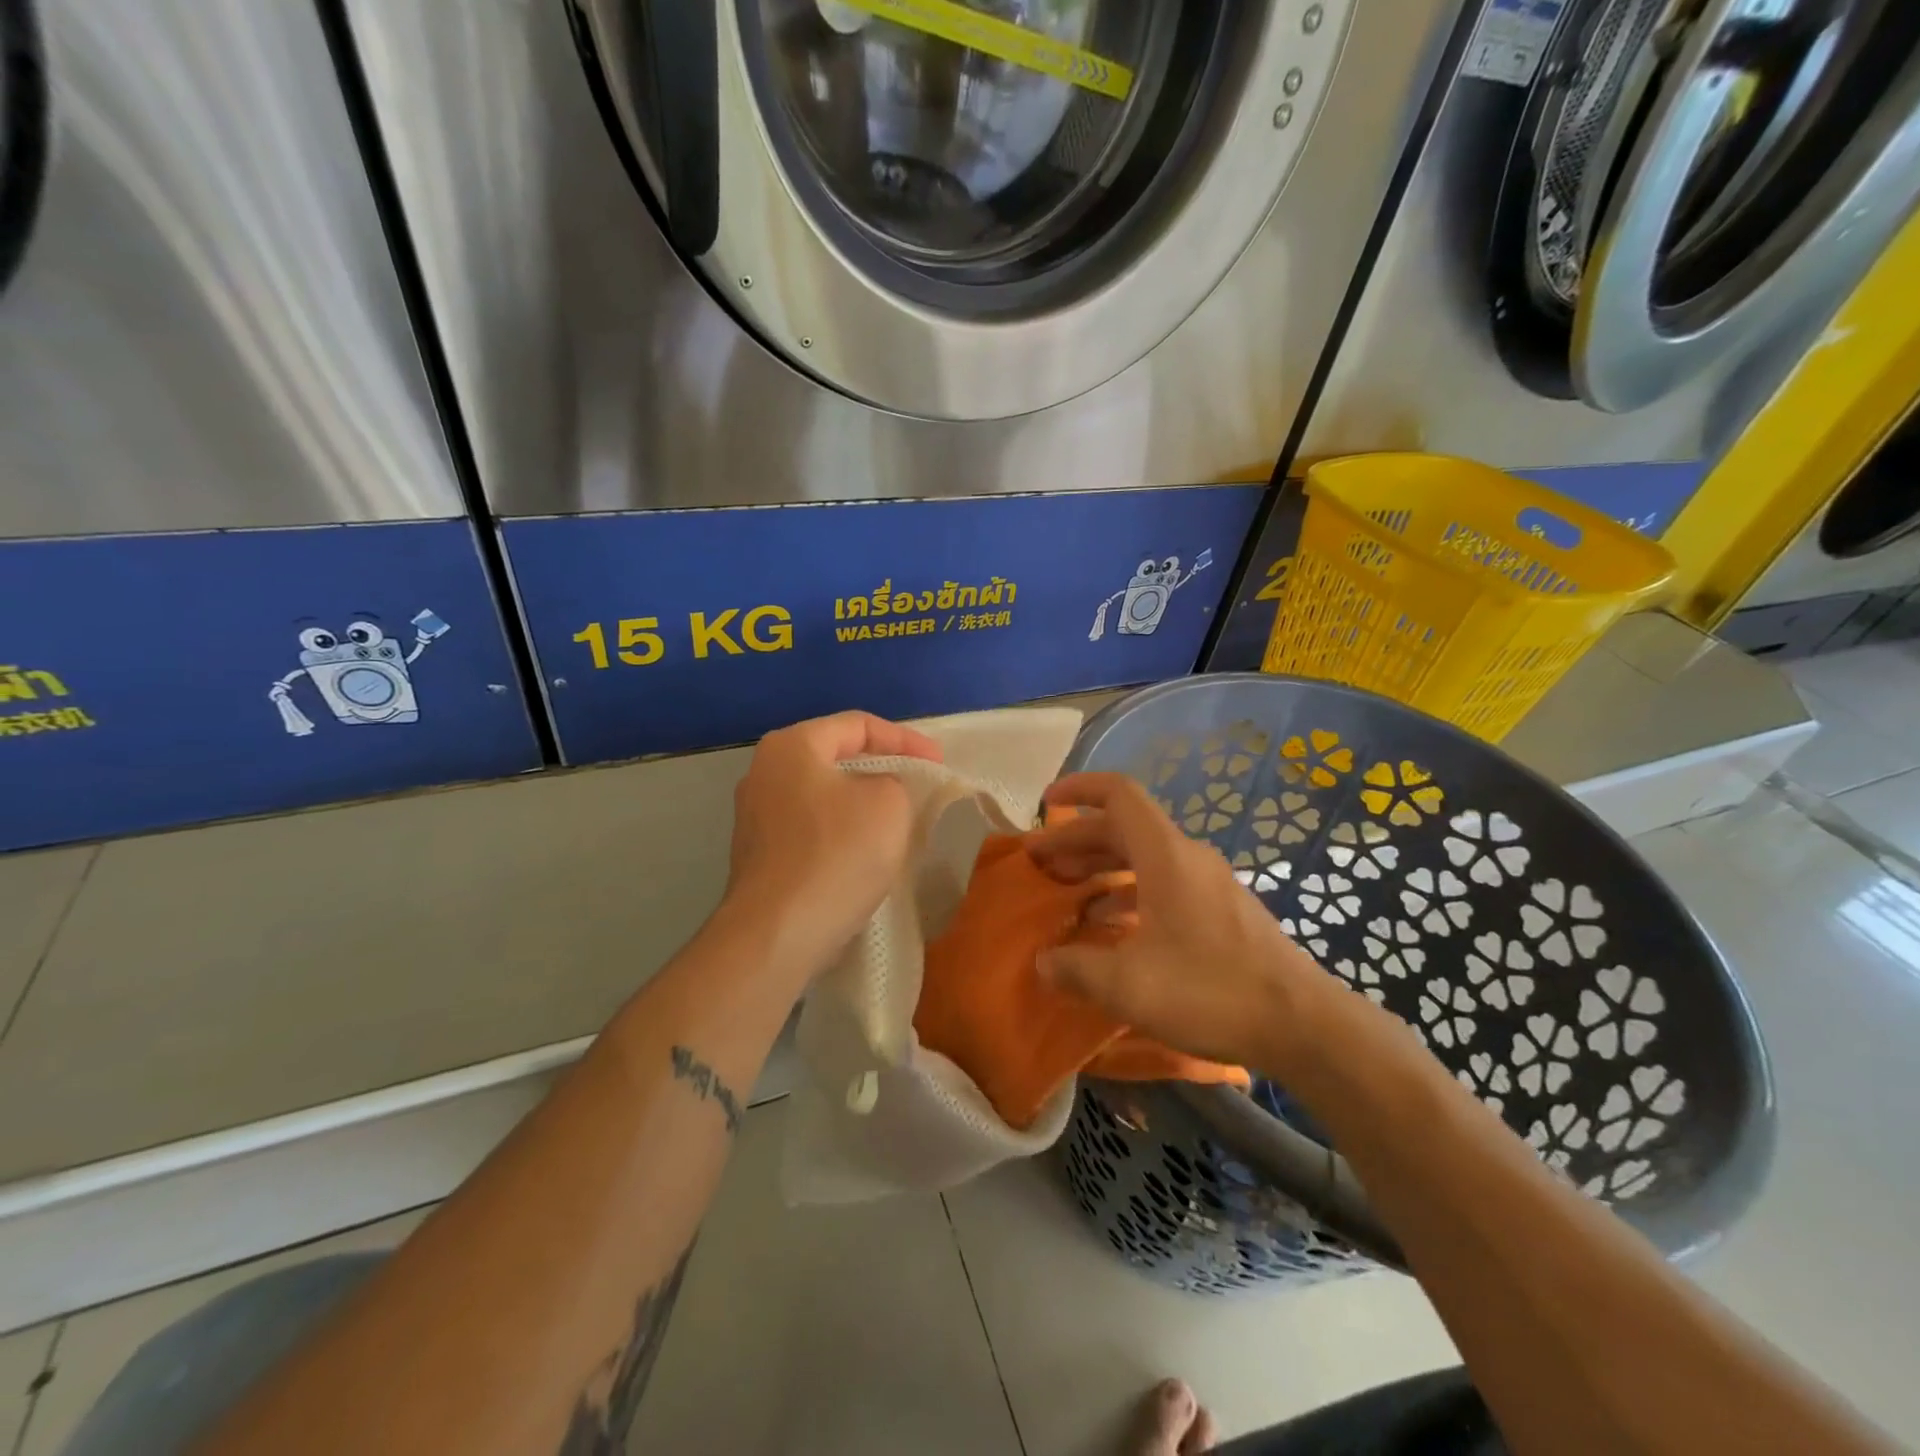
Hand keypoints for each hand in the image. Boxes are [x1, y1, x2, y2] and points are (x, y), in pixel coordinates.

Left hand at [723, 711, 941, 984]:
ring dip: (861, 803)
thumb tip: (877, 791)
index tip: (937, 764)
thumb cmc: (836, 854)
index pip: (858, 724)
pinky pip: (810, 828)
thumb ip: (893, 780)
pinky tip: (864, 853)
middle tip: (918, 785)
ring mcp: (754, 816)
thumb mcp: (889, 803)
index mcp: (791, 746)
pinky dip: (841, 831)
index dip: (905, 739)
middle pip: (836, 757)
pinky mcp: (758, 855)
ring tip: (897, 819)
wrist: (777, 934)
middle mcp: (764, 772)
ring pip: (823, 795)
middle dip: (882, 769)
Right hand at [1025, 772, 1333, 1070]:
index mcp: (1165, 855)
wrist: (1302, 1024)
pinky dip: (1131, 893)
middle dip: (1079, 839)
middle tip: (1041, 863)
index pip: (1119, 794)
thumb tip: (1043, 962)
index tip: (1045, 803)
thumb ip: (1076, 968)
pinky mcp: (1222, 911)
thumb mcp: (1128, 985)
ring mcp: (1209, 883)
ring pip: (1145, 857)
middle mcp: (1187, 857)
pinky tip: (1115, 928)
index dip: (1079, 789)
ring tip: (1070, 893)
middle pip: (1125, 828)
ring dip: (1103, 867)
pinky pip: (1165, 883)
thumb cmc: (1210, 990)